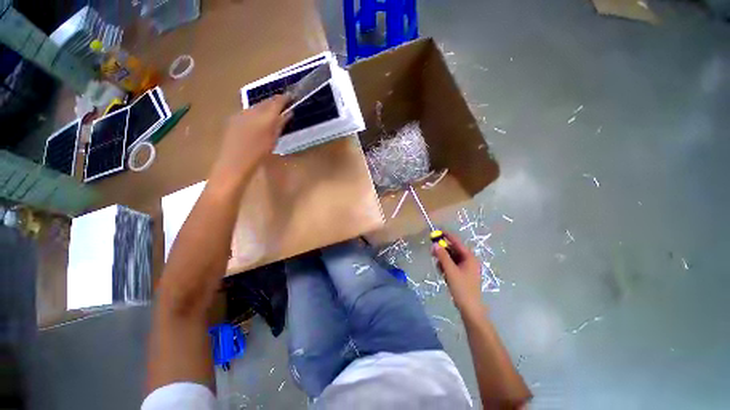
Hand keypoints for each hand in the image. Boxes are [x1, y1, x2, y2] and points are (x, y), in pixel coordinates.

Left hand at [212, 95, 290, 179]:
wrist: (234, 162)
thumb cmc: (259, 154)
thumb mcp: (273, 140)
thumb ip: (280, 124)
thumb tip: (288, 113)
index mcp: (265, 117)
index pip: (276, 102)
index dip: (285, 98)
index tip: (291, 96)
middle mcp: (252, 111)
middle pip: (266, 102)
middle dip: (275, 101)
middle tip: (283, 103)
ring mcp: (241, 113)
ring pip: (256, 106)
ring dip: (265, 106)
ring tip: (272, 111)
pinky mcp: (233, 118)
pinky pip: (248, 111)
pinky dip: (256, 112)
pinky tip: (258, 119)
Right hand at [431, 231, 484, 315]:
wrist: (470, 308)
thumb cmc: (462, 288)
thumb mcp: (450, 270)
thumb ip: (442, 256)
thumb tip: (434, 244)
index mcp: (469, 257)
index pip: (457, 242)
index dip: (446, 236)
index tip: (436, 232)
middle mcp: (469, 260)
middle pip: (453, 249)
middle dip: (443, 249)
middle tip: (432, 250)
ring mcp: (466, 267)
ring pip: (452, 258)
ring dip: (443, 259)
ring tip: (438, 265)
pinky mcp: (462, 274)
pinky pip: (452, 265)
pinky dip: (446, 266)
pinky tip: (442, 272)